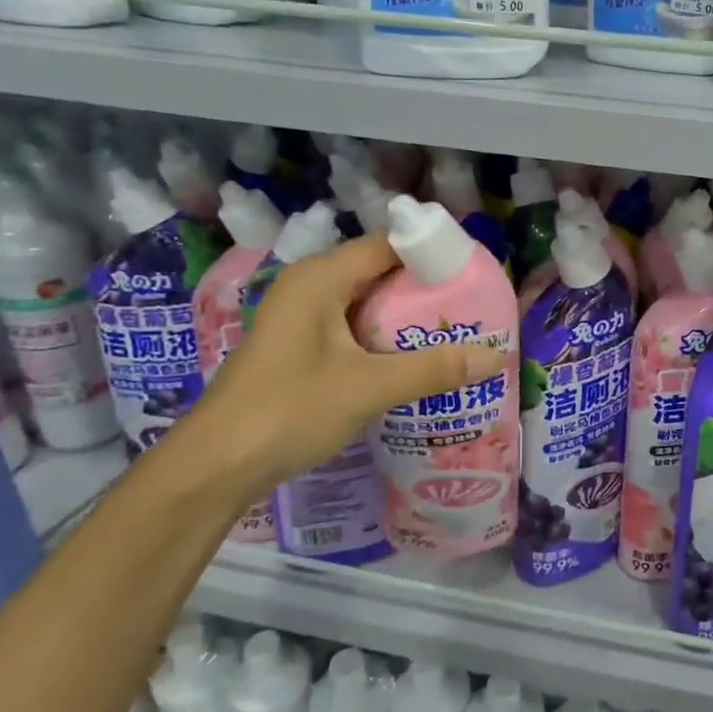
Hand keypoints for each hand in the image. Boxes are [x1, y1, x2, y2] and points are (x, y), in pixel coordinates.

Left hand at [177, 236, 503, 497]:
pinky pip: (354, 328)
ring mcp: (302, 318)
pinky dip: (386, 338)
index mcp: (321, 277)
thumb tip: (497, 356)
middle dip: (427, 289)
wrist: (215, 467)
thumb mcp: (369, 387)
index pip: (389, 244)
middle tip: (476, 307)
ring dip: (408, 317)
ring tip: (457, 332)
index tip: (477, 273)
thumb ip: (434, 369)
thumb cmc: (289, 411)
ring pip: (368, 303)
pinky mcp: (301, 347)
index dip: (434, 253)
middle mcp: (310, 286)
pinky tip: (415, 360)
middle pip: (381, 272)